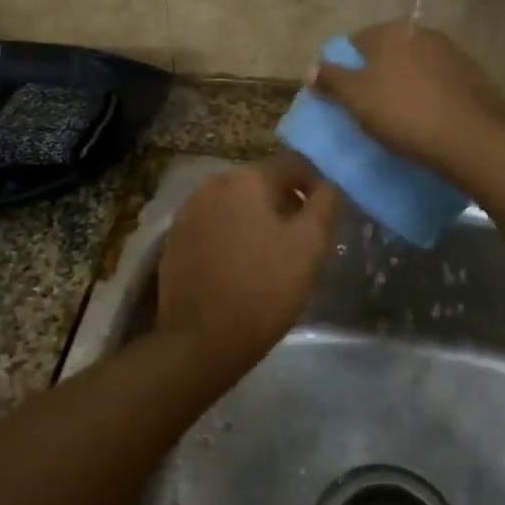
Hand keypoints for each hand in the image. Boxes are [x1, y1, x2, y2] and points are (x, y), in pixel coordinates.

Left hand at [157, 155, 341, 365]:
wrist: (201, 341)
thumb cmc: (264, 289)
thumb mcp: (311, 247)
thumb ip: (326, 205)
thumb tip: (329, 185)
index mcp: (247, 178)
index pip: (293, 163)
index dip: (315, 185)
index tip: (325, 218)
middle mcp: (213, 183)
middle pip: (262, 181)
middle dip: (286, 203)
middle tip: (302, 240)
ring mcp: (189, 210)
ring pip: (237, 203)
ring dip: (258, 219)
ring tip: (272, 256)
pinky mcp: (175, 238)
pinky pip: (215, 224)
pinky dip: (232, 235)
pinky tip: (241, 266)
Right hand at [311, 21, 504, 173]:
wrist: (466, 138)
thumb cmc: (401, 112)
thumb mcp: (355, 97)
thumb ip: (331, 78)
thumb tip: (312, 67)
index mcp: (391, 32)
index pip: (357, 41)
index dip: (346, 65)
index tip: (343, 92)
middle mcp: (423, 33)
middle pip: (390, 51)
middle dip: (378, 72)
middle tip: (370, 104)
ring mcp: (453, 53)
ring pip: (418, 65)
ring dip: (407, 82)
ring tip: (401, 113)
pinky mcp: (475, 76)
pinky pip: (442, 82)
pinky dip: (432, 93)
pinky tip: (429, 117)